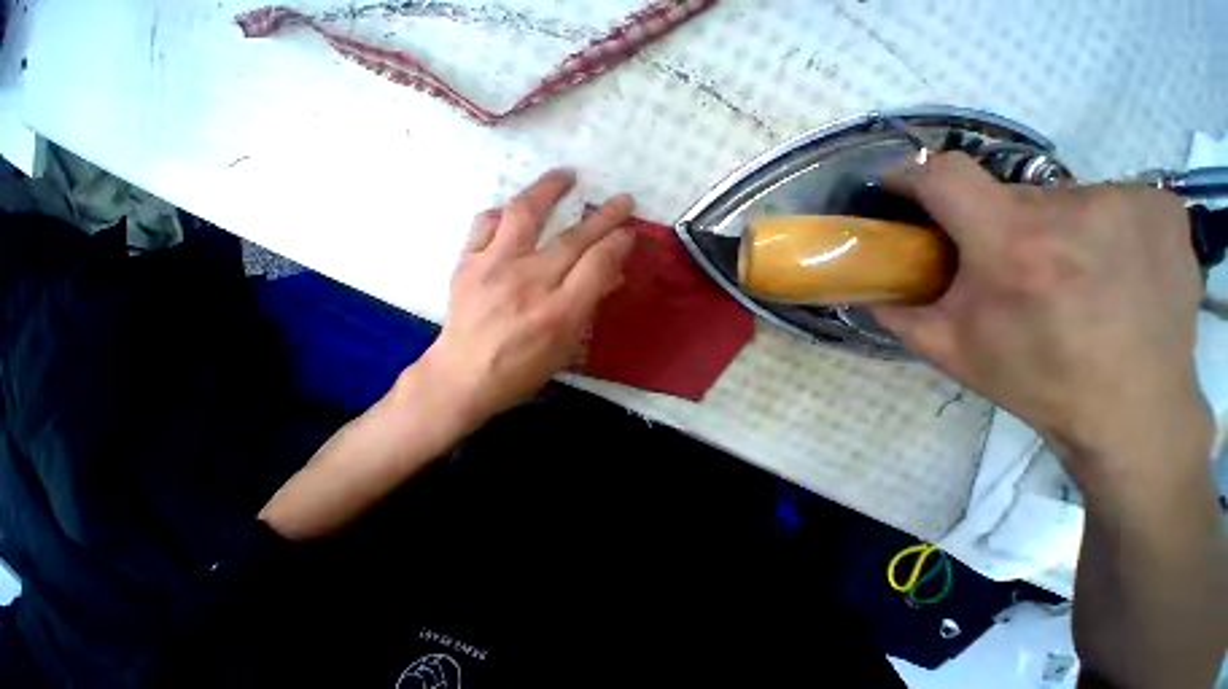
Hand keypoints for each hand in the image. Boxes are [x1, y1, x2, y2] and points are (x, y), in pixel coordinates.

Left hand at [409, 169, 635, 431]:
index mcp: (559, 313)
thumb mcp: (566, 346)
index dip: (618, 243)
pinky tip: (517, 211)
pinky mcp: (467, 263)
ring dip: (550, 189)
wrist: (463, 376)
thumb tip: (612, 274)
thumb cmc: (522, 370)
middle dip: (605, 216)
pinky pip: (487, 223)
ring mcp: (494, 268)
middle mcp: (529, 283)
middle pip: (574, 238)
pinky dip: (506, 212)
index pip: (598, 264)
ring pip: (526, 214)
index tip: (629, 231)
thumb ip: (589, 305)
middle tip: (622, 200)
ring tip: (567, 175)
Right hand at [871, 153, 1211, 487]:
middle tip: (987, 262)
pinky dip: (1087, 224)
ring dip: (1037, 225)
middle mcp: (1075, 210)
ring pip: (1054, 198)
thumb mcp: (943, 347)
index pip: (948, 176)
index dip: (914, 175)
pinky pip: (1103, 201)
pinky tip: (1097, 264)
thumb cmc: (1031, 378)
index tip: (896, 184)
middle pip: (1002, 193)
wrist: (1132, 409)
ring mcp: (1129, 203)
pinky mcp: (1164, 208)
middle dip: (983, 221)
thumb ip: (891, 310)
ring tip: (1049, 269)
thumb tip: (859, 286)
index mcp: (1014, 247)